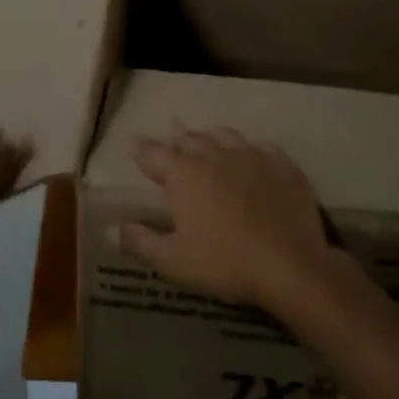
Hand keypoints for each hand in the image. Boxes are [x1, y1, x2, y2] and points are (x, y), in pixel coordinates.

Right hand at [109, 126, 337, 313]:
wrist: (290, 264)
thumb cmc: (224, 262)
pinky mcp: (282, 165)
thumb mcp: (173, 260)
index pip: (154, 154)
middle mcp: (214, 155)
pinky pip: (262, 147)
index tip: (132, 143)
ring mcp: (251, 156)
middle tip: (171, 133)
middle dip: (177, 137)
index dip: (141, 149)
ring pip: (225, 135)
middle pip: (189, 139)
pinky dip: (250, 149)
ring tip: (207, 137)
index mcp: (183, 175)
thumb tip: (108, 229)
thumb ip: (140, 241)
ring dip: (211, 136)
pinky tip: (253, 155)